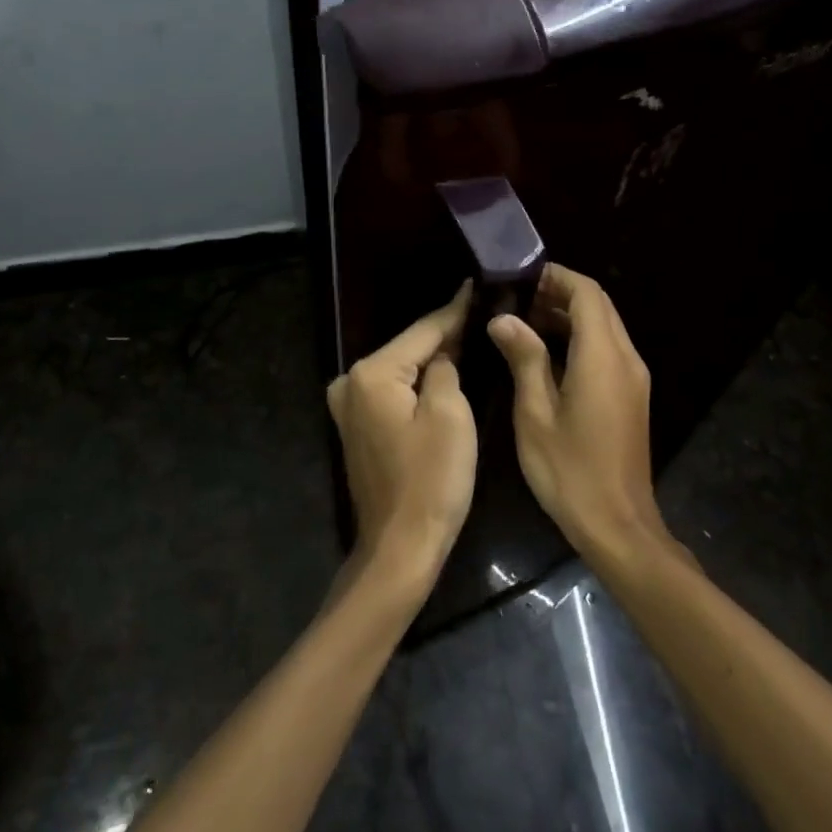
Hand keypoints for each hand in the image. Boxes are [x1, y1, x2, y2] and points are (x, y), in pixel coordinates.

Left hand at [327, 283, 476, 590]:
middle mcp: (350, 381)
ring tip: (471, 333)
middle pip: (408, 347)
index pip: (423, 331)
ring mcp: (349, 405)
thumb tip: (444, 352)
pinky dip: (417, 382)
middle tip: (482, 311)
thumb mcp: (450, 415)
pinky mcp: (357, 426)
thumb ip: (445, 368)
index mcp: (372, 373)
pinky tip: (444, 370)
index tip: (477, 285)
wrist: (400, 547)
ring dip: (432, 357)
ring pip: (401, 369)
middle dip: (445, 333)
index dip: (455, 310)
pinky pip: (394, 391)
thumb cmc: (431, 481)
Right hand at [488, 264, 668, 557]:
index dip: (555, 277)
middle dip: (560, 293)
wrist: (618, 524)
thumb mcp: (535, 414)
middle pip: (599, 305)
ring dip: (569, 315)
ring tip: (524, 322)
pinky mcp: (631, 395)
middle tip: (516, 299)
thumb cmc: (569, 471)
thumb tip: (504, 318)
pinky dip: (580, 338)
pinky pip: (607, 349)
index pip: (586, 293)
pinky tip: (546, 354)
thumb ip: (524, 359)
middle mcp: (626, 358)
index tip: (520, 277)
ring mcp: (633, 377)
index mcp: (602, 357)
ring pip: (604, 326)